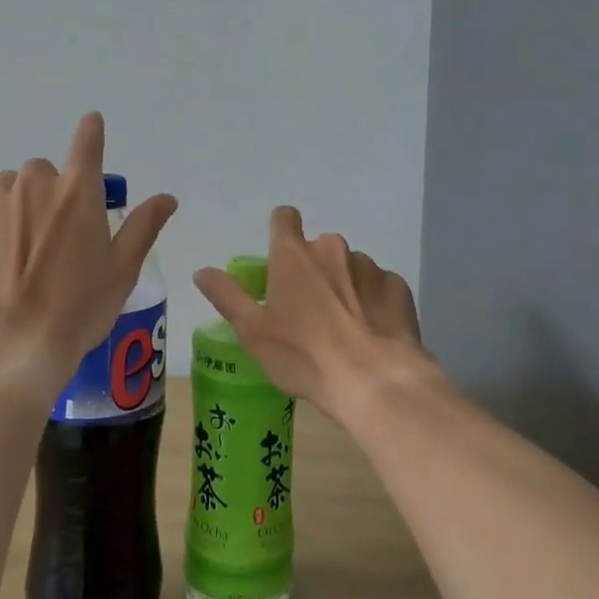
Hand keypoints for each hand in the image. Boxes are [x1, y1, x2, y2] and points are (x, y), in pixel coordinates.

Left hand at [0, 113, 176, 399]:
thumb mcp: (122, 269)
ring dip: (22, 201)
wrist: (11, 346)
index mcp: (77, 192)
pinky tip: (1, 255)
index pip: (86, 142)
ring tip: (30, 240)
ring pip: (10, 186)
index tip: (93, 123)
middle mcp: (34, 187)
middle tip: (63, 224)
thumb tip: (167, 197)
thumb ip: (144, 226)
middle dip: (54, 186)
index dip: (91, 130)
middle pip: (44, 168)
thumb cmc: (78, 307)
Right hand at [192, 205, 440, 421]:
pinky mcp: (397, 286)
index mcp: (293, 255)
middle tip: (309, 310)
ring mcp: (369, 266)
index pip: (284, 217)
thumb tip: (202, 271)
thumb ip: (227, 296)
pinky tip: (371, 333)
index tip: (279, 257)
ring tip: (343, 328)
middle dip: (313, 271)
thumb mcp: (253, 332)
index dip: (280, 231)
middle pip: (318, 249)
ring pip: (350, 268)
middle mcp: (332, 249)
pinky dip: (372, 303)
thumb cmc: (304, 355)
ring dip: (343, 287)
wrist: (374, 380)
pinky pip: (378, 287)